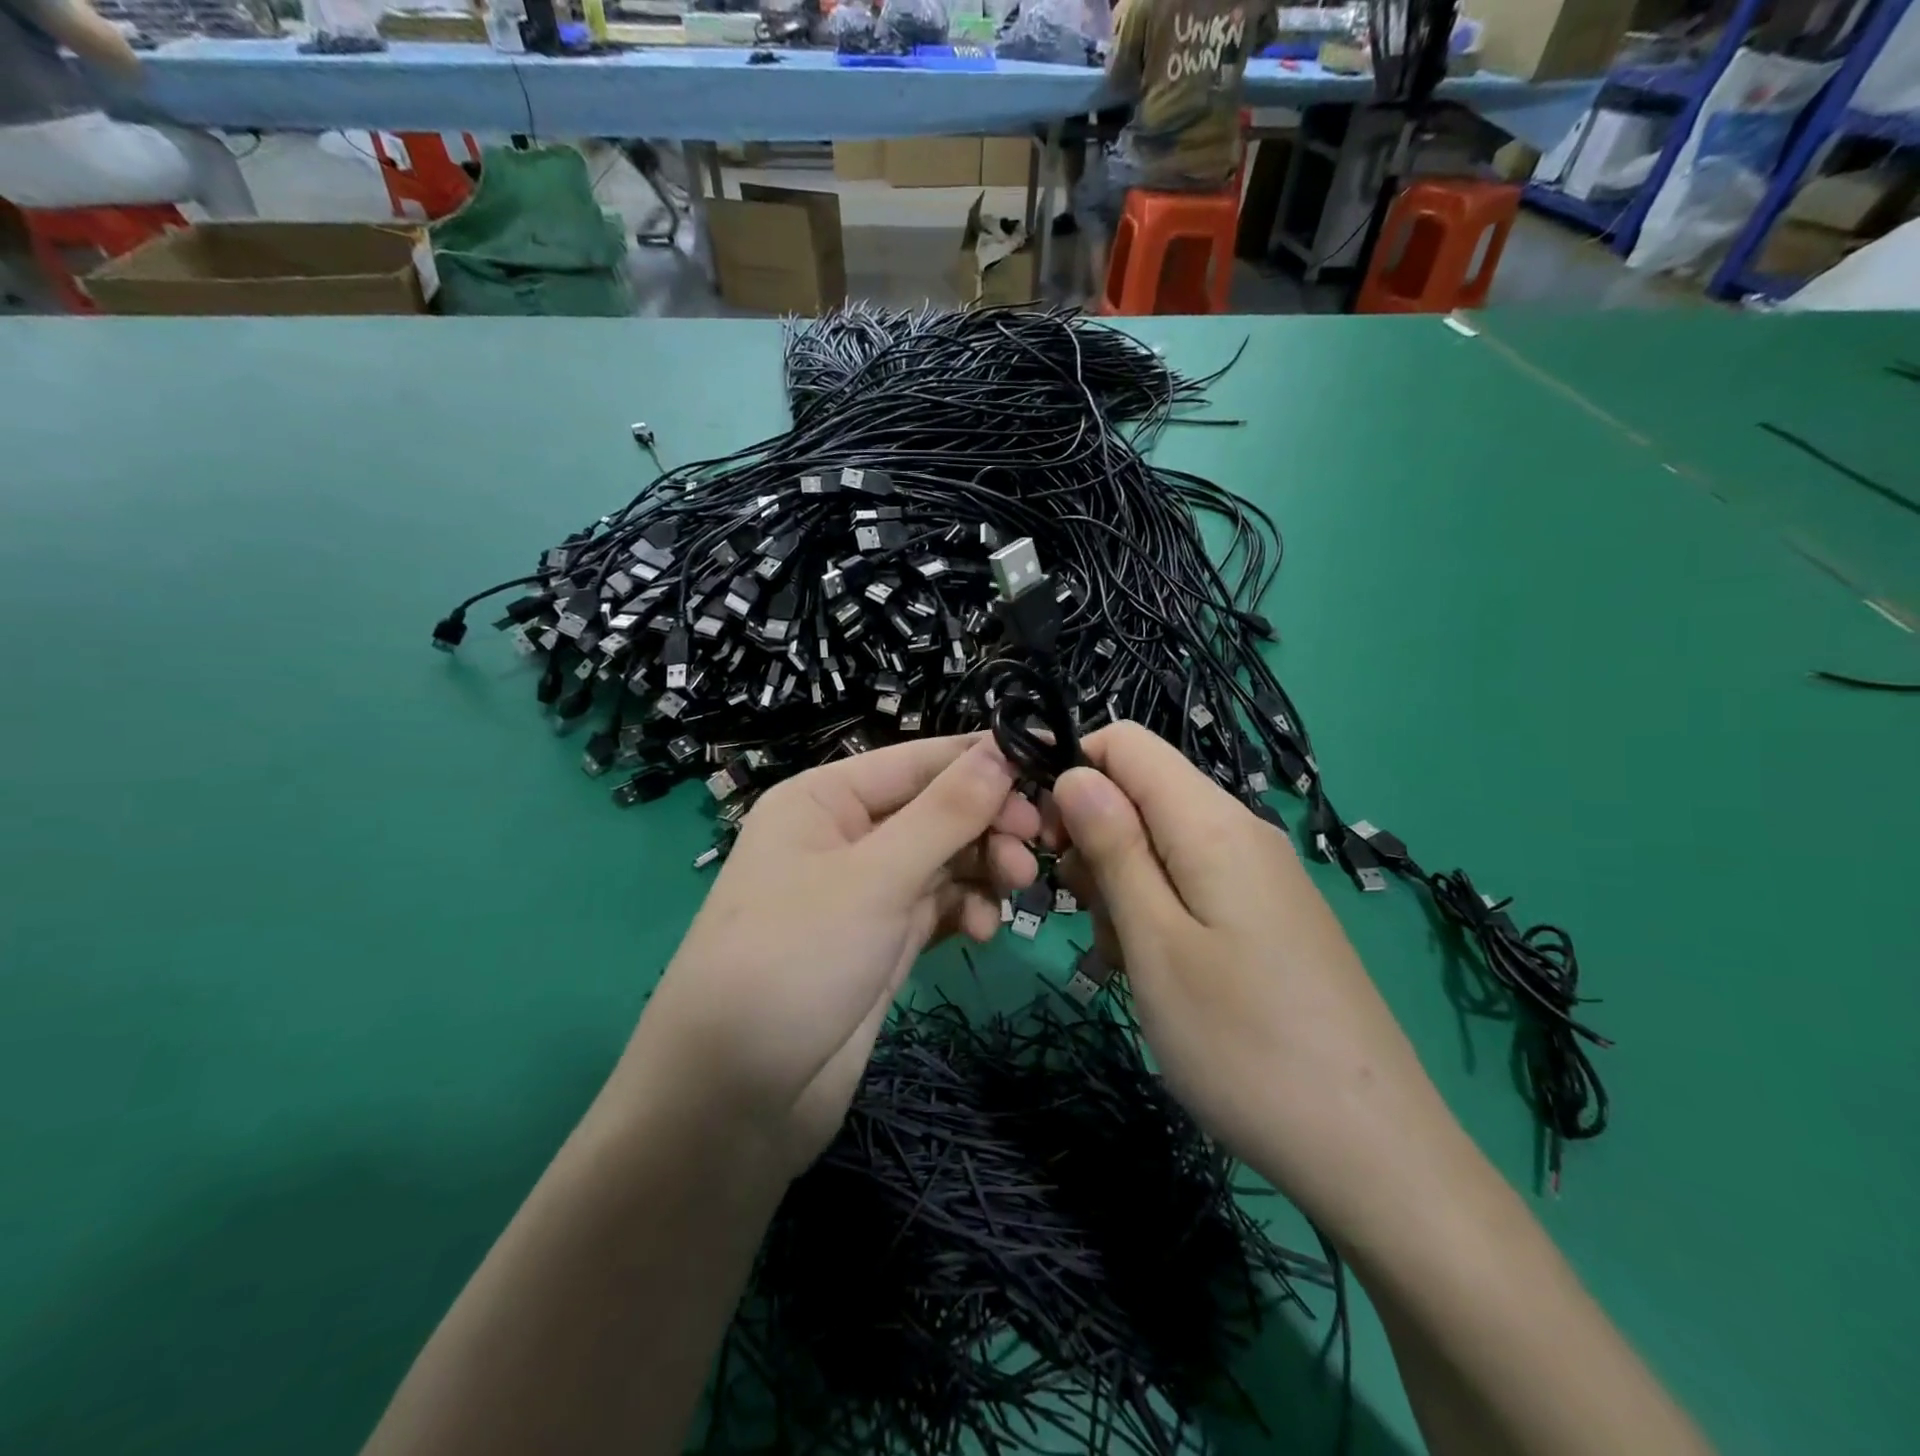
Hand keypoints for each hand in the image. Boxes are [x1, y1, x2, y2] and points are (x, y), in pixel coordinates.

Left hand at [620, 736, 1039, 1177]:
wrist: (735, 1100)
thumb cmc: (795, 961)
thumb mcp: (874, 878)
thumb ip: (944, 813)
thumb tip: (1000, 750)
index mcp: (825, 799)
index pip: (918, 760)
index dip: (983, 760)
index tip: (1051, 767)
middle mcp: (845, 835)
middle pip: (936, 808)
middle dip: (987, 822)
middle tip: (1036, 844)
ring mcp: (865, 892)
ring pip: (943, 859)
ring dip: (984, 867)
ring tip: (1016, 890)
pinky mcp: (882, 941)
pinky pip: (938, 906)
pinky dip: (967, 910)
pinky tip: (984, 932)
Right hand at [1049, 723, 1462, 1234]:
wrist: (1373, 1152)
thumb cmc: (1242, 1045)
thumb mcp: (1155, 944)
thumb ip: (1113, 848)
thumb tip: (1075, 773)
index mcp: (1213, 822)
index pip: (1126, 742)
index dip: (1073, 771)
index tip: (1044, 839)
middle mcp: (1243, 831)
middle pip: (1143, 792)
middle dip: (1093, 839)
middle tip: (1084, 916)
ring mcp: (1262, 875)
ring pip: (1163, 842)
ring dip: (1122, 884)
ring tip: (1122, 958)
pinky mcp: (1270, 915)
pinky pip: (1195, 882)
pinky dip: (1158, 911)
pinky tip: (1158, 972)